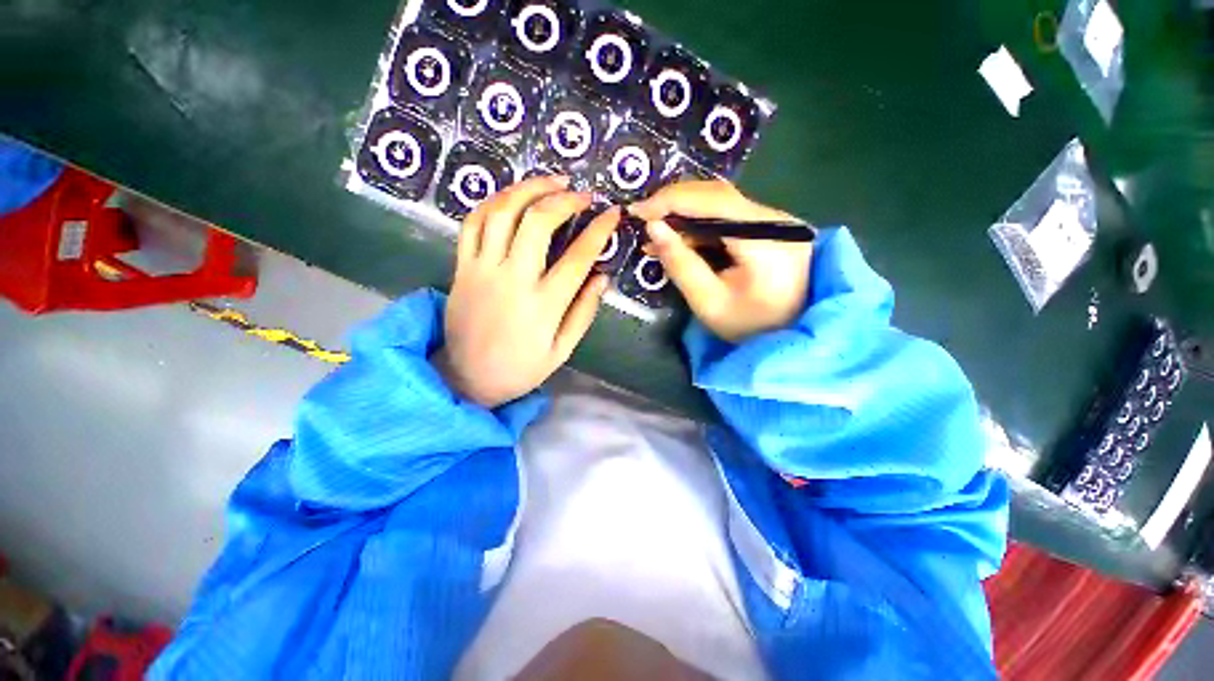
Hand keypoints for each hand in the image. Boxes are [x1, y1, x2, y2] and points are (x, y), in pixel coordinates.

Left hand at [435, 176, 619, 407]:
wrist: (466, 377)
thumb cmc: (521, 368)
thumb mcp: (562, 350)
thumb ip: (583, 312)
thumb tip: (602, 277)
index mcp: (543, 305)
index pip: (578, 257)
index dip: (599, 231)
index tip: (613, 215)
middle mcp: (512, 280)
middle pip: (537, 222)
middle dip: (563, 199)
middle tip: (581, 194)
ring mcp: (482, 270)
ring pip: (502, 213)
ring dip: (528, 189)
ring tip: (550, 181)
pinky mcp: (461, 267)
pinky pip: (472, 223)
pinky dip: (493, 202)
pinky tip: (512, 197)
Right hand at [630, 180, 812, 342]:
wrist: (791, 334)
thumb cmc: (749, 327)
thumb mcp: (708, 302)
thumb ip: (680, 264)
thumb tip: (653, 227)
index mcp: (767, 239)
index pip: (715, 201)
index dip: (672, 200)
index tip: (637, 211)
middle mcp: (777, 219)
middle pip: (718, 195)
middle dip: (675, 204)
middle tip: (644, 221)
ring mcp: (776, 220)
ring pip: (721, 202)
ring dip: (685, 215)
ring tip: (657, 237)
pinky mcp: (770, 226)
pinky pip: (728, 215)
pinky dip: (699, 225)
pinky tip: (680, 241)